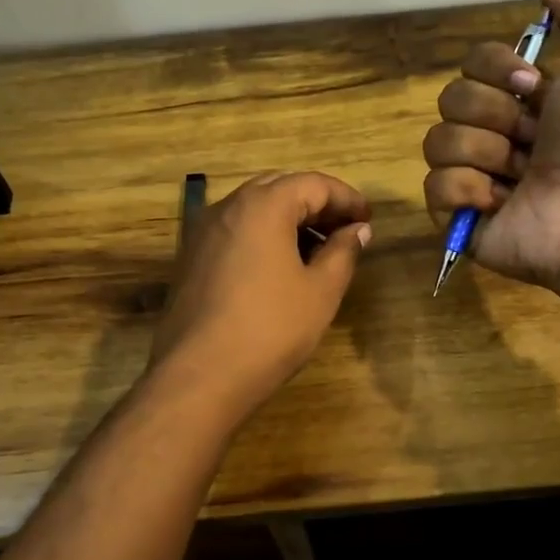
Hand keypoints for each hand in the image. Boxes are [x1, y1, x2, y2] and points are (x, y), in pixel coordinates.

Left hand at [149, 172, 371, 421]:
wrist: (198, 376)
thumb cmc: (270, 329)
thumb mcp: (320, 291)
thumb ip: (343, 252)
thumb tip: (357, 230)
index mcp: (263, 205)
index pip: (313, 184)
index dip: (347, 198)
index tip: (368, 219)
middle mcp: (228, 207)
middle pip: (280, 188)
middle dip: (317, 204)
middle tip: (346, 230)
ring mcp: (203, 232)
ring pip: (255, 209)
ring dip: (290, 220)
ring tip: (320, 250)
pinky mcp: (191, 258)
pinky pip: (236, 231)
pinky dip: (264, 236)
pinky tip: (282, 267)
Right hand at [422, 0, 559, 316]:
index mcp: (520, 102)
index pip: (472, 64)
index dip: (496, 70)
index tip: (533, 87)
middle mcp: (492, 135)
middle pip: (450, 100)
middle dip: (494, 115)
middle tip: (531, 139)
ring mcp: (472, 179)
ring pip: (438, 142)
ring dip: (485, 153)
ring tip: (519, 176)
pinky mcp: (458, 218)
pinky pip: (435, 187)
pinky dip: (468, 191)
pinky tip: (500, 203)